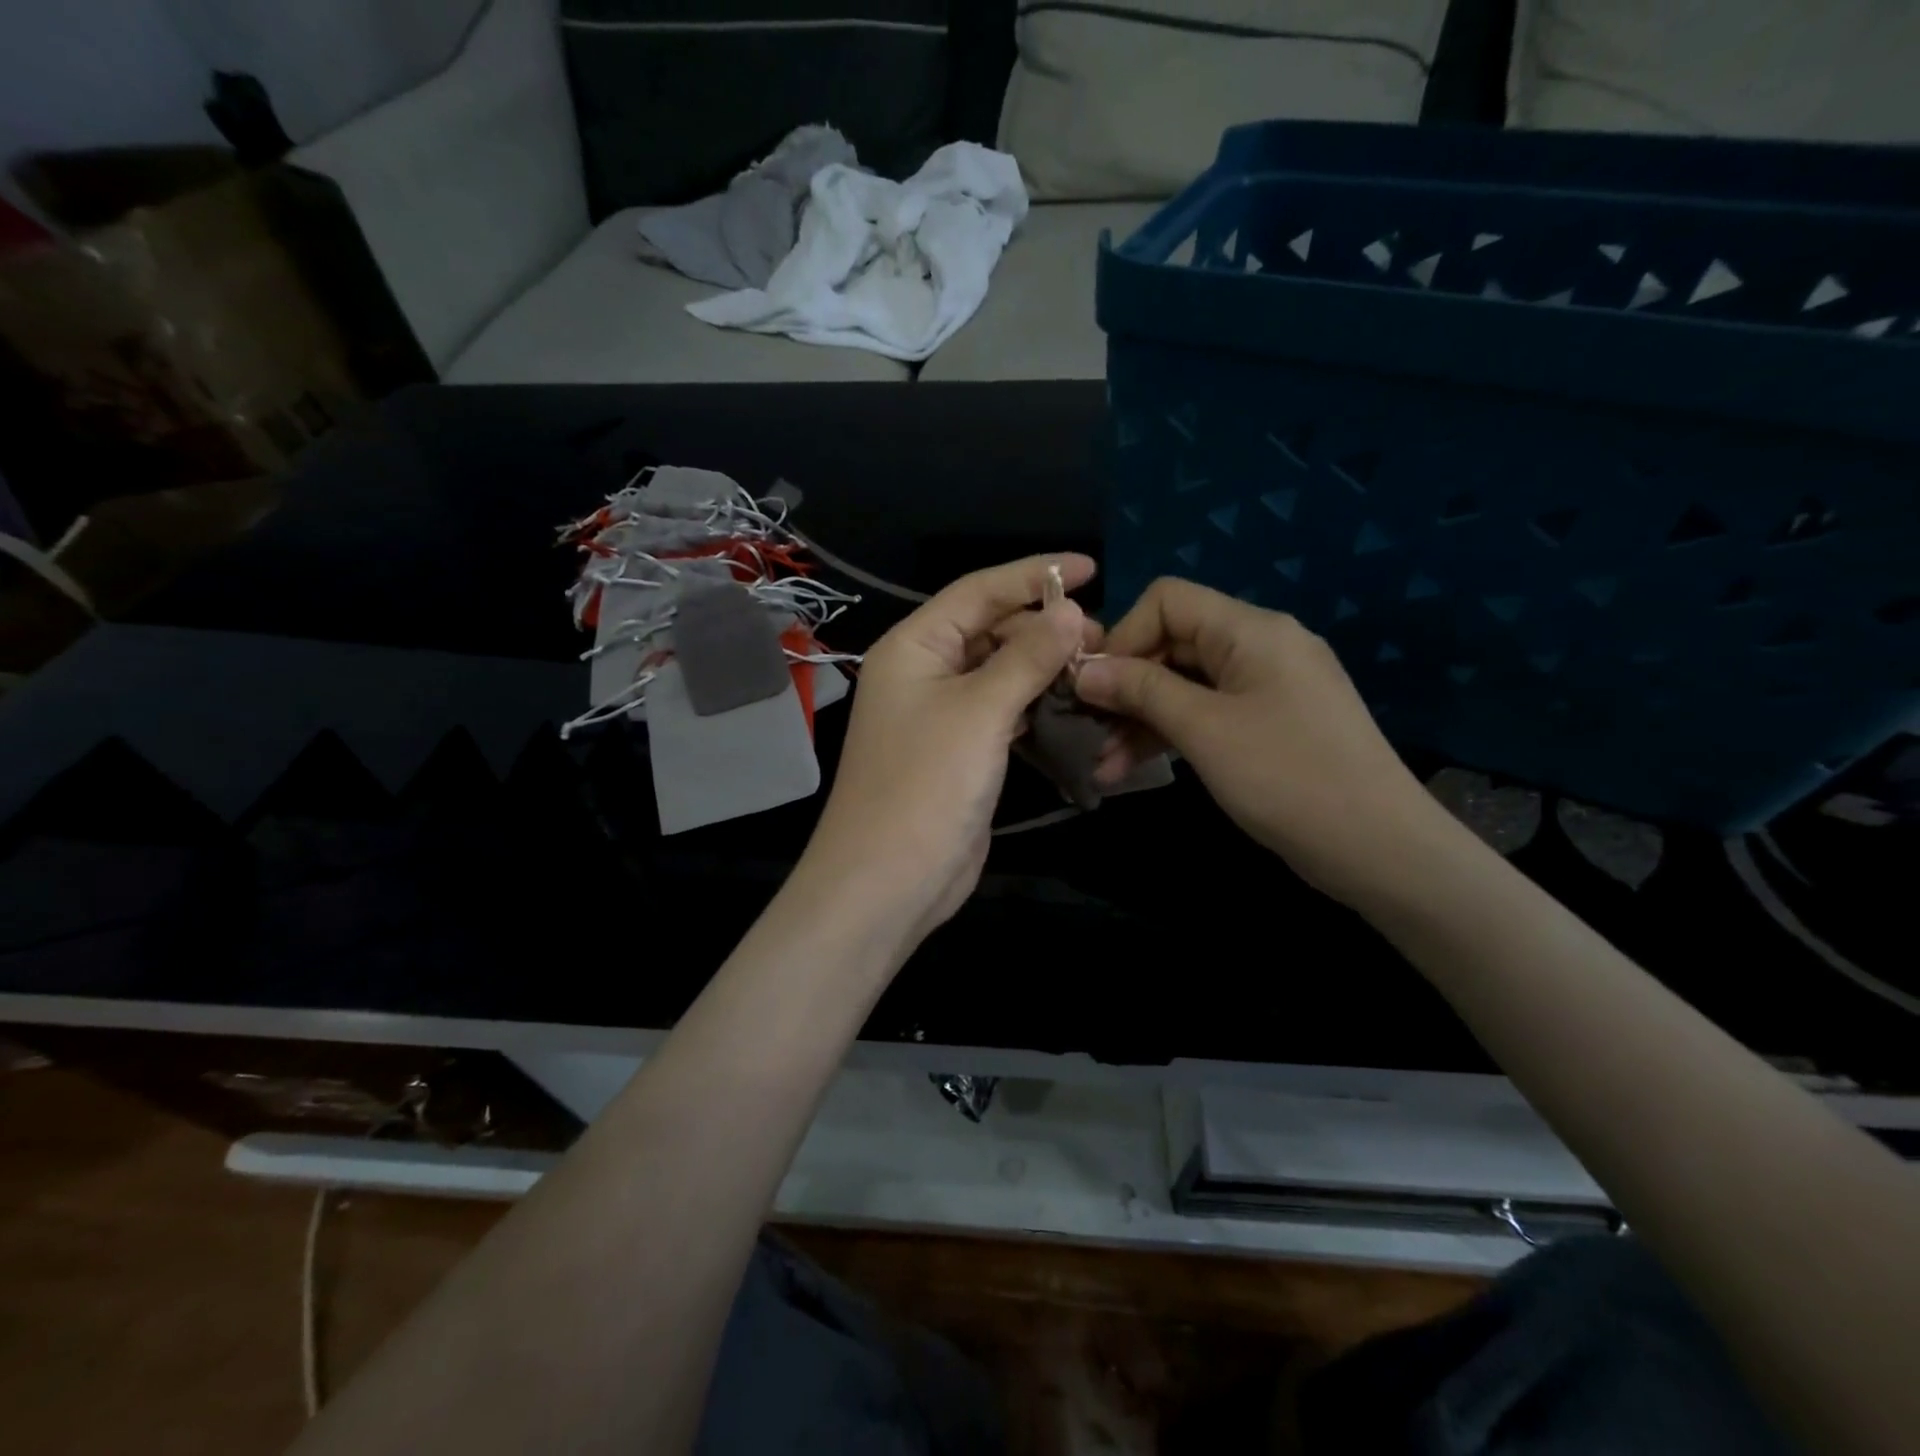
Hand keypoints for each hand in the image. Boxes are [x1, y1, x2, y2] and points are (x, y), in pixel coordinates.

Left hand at [800, 554, 1090, 944]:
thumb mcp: (981, 711)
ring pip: (1000, 674)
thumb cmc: (927, 784)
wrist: (888, 881)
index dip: (1034, 575)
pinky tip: (1073, 706)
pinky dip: (1035, 706)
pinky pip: (1003, 713)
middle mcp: (924, 672)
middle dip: (1044, 628)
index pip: (978, 591)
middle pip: (990, 631)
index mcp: (914, 647)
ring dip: (1043, 668)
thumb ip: (1028, 657)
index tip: (1091, 567)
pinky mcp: (960, 752)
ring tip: (1096, 668)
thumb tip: (1071, 610)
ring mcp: (941, 715)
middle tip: (1103, 636)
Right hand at [1073, 577, 1442, 907]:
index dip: (1123, 636)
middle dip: (1124, 686)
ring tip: (1101, 766)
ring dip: (1140, 720)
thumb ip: (1141, 690)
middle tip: (1085, 729)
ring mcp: (1266, 688)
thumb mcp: (1204, 729)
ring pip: (1185, 686)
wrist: (1379, 848)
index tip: (1092, 685)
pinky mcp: (1268, 725)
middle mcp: (1260, 647)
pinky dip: (1170, 736)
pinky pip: (1207, 714)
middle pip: (1173, 644)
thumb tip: (1083, 670)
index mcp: (1251, 630)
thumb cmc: (1287, 777)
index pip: (1168, 601)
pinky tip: (1131, 769)